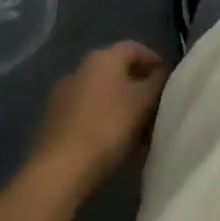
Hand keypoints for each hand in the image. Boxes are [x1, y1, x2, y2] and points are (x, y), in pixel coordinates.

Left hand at [31, 42, 170, 193]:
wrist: (58, 172)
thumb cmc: (108, 128)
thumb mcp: (144, 102)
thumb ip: (157, 82)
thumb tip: (160, 73)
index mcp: (104, 57)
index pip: (135, 48)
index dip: (154, 61)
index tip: (167, 81)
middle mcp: (80, 68)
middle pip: (117, 70)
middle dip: (137, 86)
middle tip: (153, 107)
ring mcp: (62, 94)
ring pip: (101, 92)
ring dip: (119, 104)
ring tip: (135, 129)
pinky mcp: (52, 121)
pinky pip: (85, 112)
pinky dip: (101, 119)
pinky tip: (110, 141)